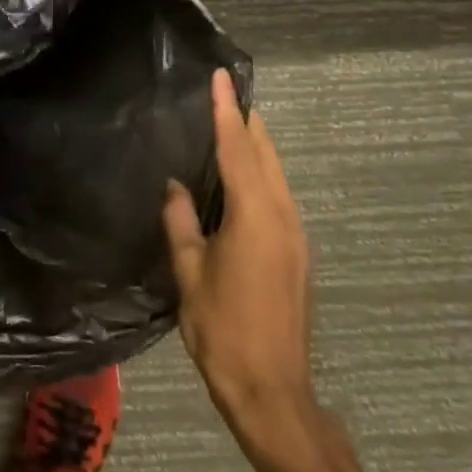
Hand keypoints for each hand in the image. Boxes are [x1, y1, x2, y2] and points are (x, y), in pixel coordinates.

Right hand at [163, 69, 317, 466]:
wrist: (273, 392)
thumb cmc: (223, 329)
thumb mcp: (189, 273)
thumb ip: (181, 223)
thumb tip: (175, 186)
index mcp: (255, 217)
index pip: (237, 150)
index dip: (226, 112)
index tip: (222, 79)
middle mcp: (283, 218)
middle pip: (266, 157)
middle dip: (248, 123)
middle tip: (228, 93)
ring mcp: (296, 238)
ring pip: (277, 177)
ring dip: (256, 148)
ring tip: (234, 125)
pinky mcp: (297, 256)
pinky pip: (279, 198)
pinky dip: (261, 175)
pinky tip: (243, 179)